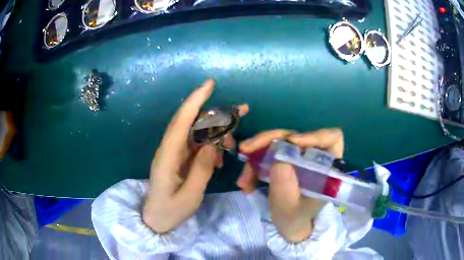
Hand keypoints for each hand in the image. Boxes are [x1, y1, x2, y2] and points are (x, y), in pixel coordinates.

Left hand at [143, 79, 248, 233]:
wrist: (156, 220)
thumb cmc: (170, 211)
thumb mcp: (189, 196)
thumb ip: (201, 170)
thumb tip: (212, 144)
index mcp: (167, 156)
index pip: (181, 121)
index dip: (195, 100)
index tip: (210, 84)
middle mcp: (170, 149)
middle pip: (192, 121)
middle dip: (216, 112)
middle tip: (242, 110)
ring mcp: (174, 153)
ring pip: (197, 132)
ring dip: (217, 133)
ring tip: (232, 146)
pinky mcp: (179, 158)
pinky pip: (198, 145)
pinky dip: (212, 146)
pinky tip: (220, 158)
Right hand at [237, 128, 343, 241]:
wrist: (288, 224)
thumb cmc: (295, 218)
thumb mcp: (290, 208)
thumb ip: (285, 187)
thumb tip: (277, 160)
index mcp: (326, 168)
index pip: (331, 139)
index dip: (314, 135)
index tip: (292, 142)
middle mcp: (313, 156)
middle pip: (295, 136)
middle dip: (268, 140)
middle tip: (246, 149)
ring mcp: (297, 156)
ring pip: (277, 142)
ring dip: (256, 155)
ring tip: (243, 180)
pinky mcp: (284, 158)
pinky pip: (267, 152)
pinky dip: (253, 164)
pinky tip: (245, 183)